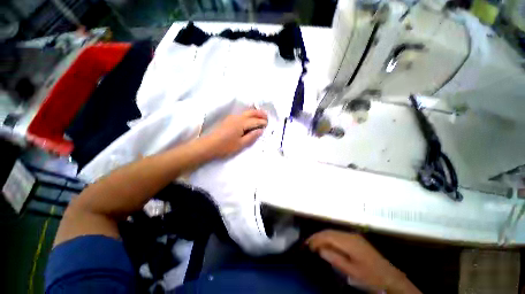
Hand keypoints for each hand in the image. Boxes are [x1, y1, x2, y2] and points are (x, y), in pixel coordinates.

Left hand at [202, 109, 267, 157]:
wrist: (208, 146)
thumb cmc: (225, 146)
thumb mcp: (241, 144)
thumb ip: (252, 136)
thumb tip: (260, 130)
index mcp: (241, 123)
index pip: (255, 121)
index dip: (262, 122)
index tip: (268, 124)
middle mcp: (237, 117)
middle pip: (251, 112)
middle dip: (260, 113)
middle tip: (267, 117)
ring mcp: (232, 117)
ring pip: (246, 112)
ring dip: (254, 112)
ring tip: (261, 116)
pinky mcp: (228, 120)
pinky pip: (242, 114)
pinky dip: (248, 114)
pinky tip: (250, 118)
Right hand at [307, 230, 420, 293]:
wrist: (389, 276)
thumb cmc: (369, 275)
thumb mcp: (351, 270)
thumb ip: (334, 258)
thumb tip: (320, 249)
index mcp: (349, 241)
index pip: (327, 236)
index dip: (316, 239)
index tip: (307, 245)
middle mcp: (350, 235)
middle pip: (329, 232)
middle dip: (317, 236)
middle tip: (308, 243)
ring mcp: (353, 236)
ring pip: (333, 232)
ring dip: (323, 237)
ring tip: (314, 243)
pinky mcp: (356, 239)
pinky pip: (338, 235)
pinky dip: (330, 238)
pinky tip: (327, 244)